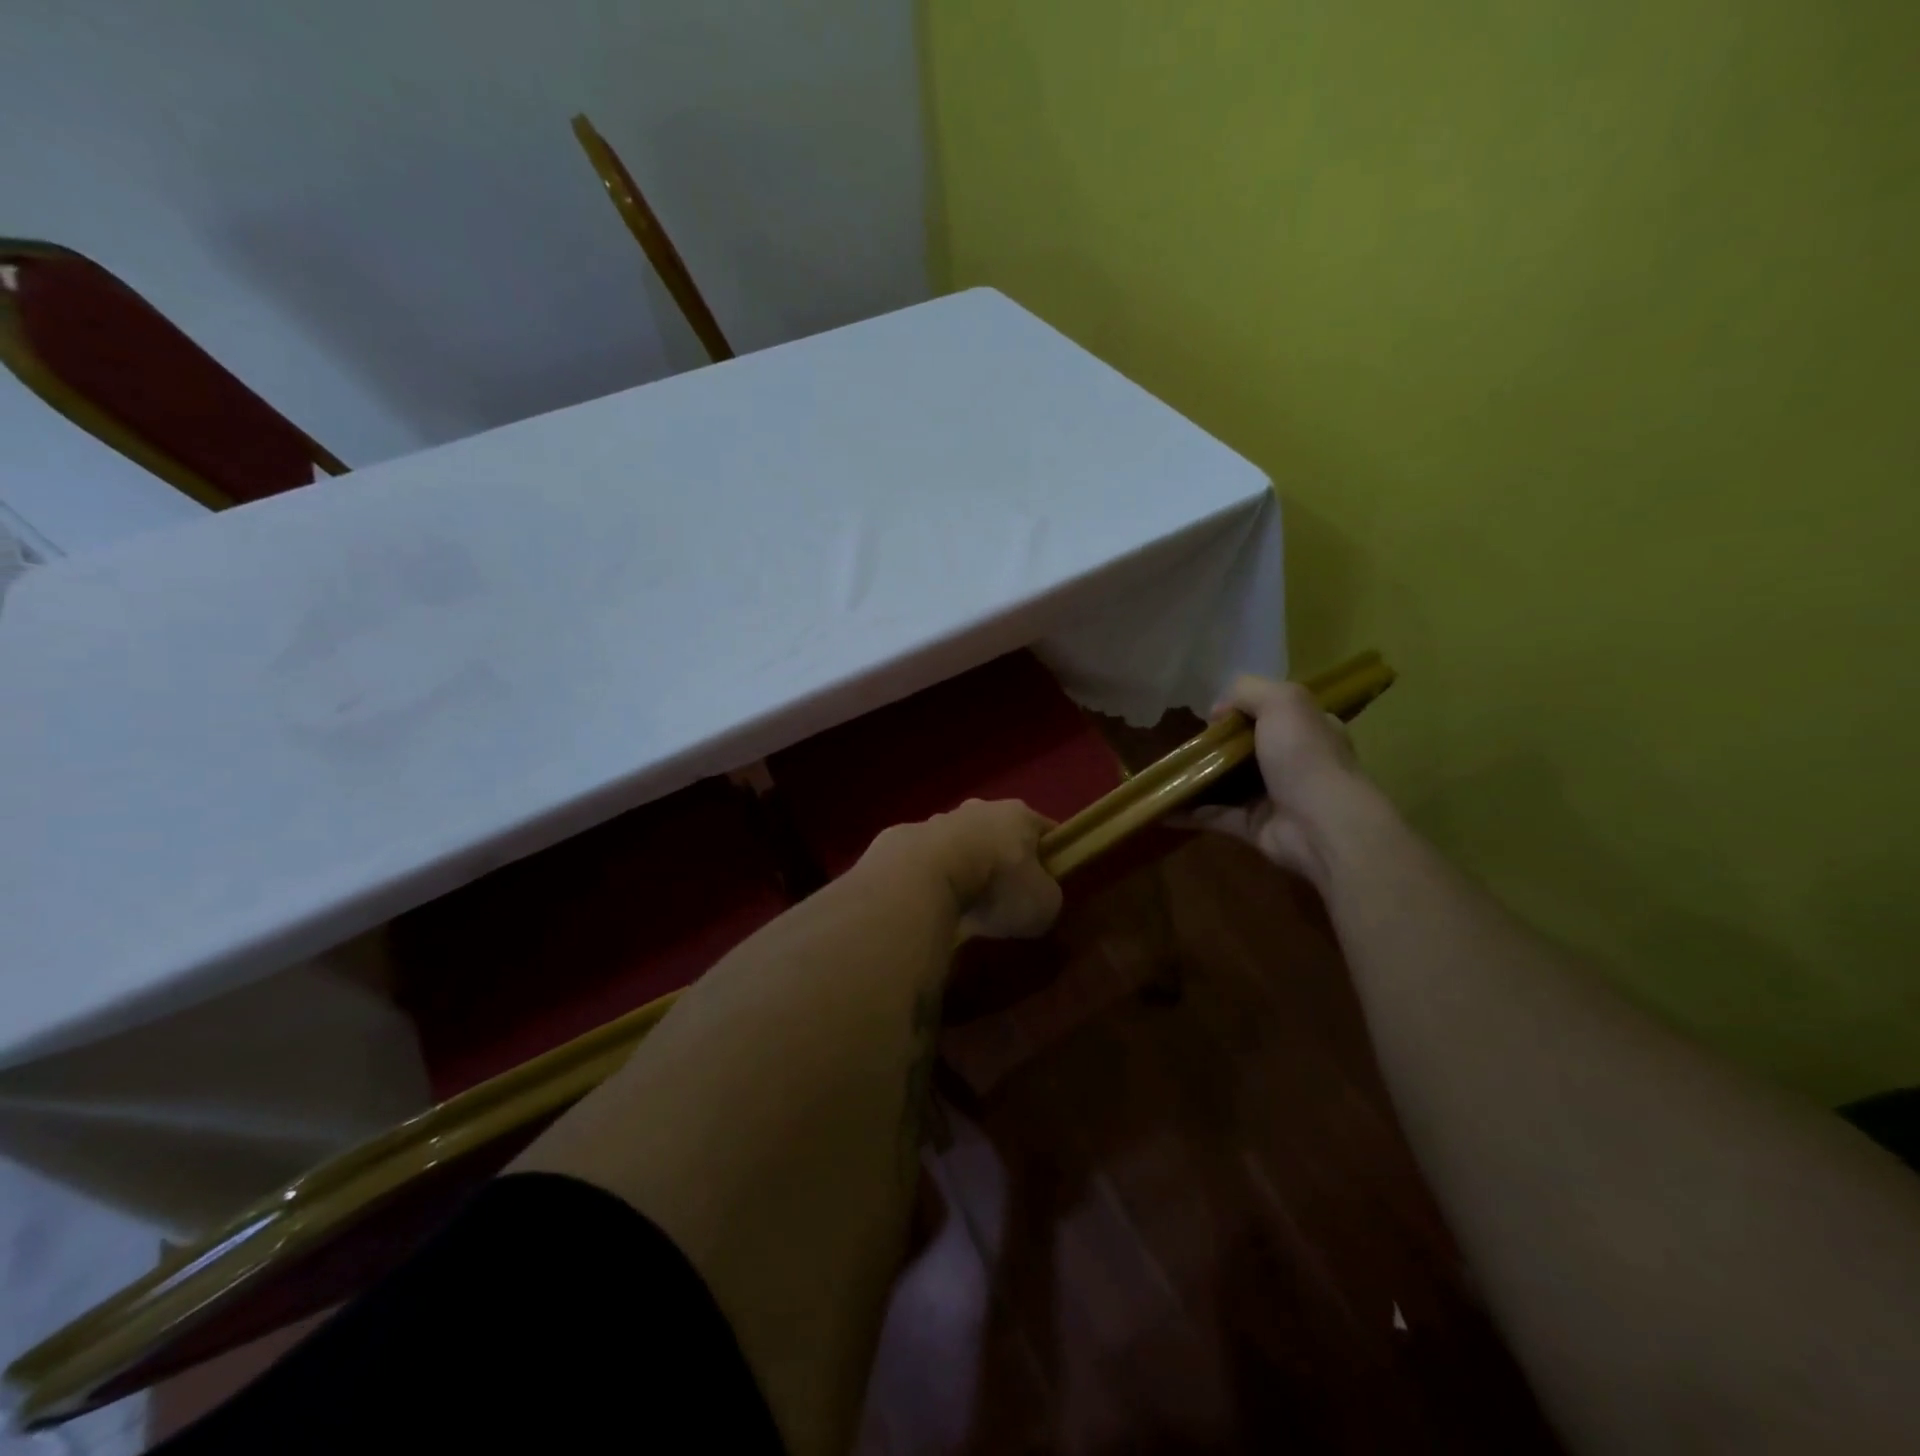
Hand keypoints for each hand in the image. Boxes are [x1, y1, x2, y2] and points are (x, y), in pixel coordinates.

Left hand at [860, 799, 1062, 938]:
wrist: (923, 875)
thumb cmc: (997, 884)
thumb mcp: (1043, 904)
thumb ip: (1047, 898)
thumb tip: (1039, 900)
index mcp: (1019, 815)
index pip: (1044, 830)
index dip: (1051, 855)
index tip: (1052, 882)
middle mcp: (980, 808)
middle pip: (1000, 833)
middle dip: (1004, 860)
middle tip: (1005, 897)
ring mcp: (939, 820)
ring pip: (962, 844)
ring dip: (966, 867)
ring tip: (965, 904)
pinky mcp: (906, 839)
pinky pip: (930, 861)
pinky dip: (935, 878)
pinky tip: (934, 903)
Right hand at [1183, 675, 1372, 886]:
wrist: (1321, 825)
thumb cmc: (1304, 756)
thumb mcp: (1282, 701)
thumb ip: (1248, 691)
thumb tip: (1217, 711)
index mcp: (1308, 730)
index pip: (1275, 713)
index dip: (1243, 710)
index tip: (1212, 715)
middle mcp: (1294, 762)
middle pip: (1248, 749)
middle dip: (1217, 746)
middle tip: (1185, 744)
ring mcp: (1274, 797)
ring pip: (1230, 783)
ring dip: (1200, 779)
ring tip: (1166, 772)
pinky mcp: (1255, 828)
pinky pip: (1216, 816)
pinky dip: (1190, 813)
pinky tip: (1164, 807)